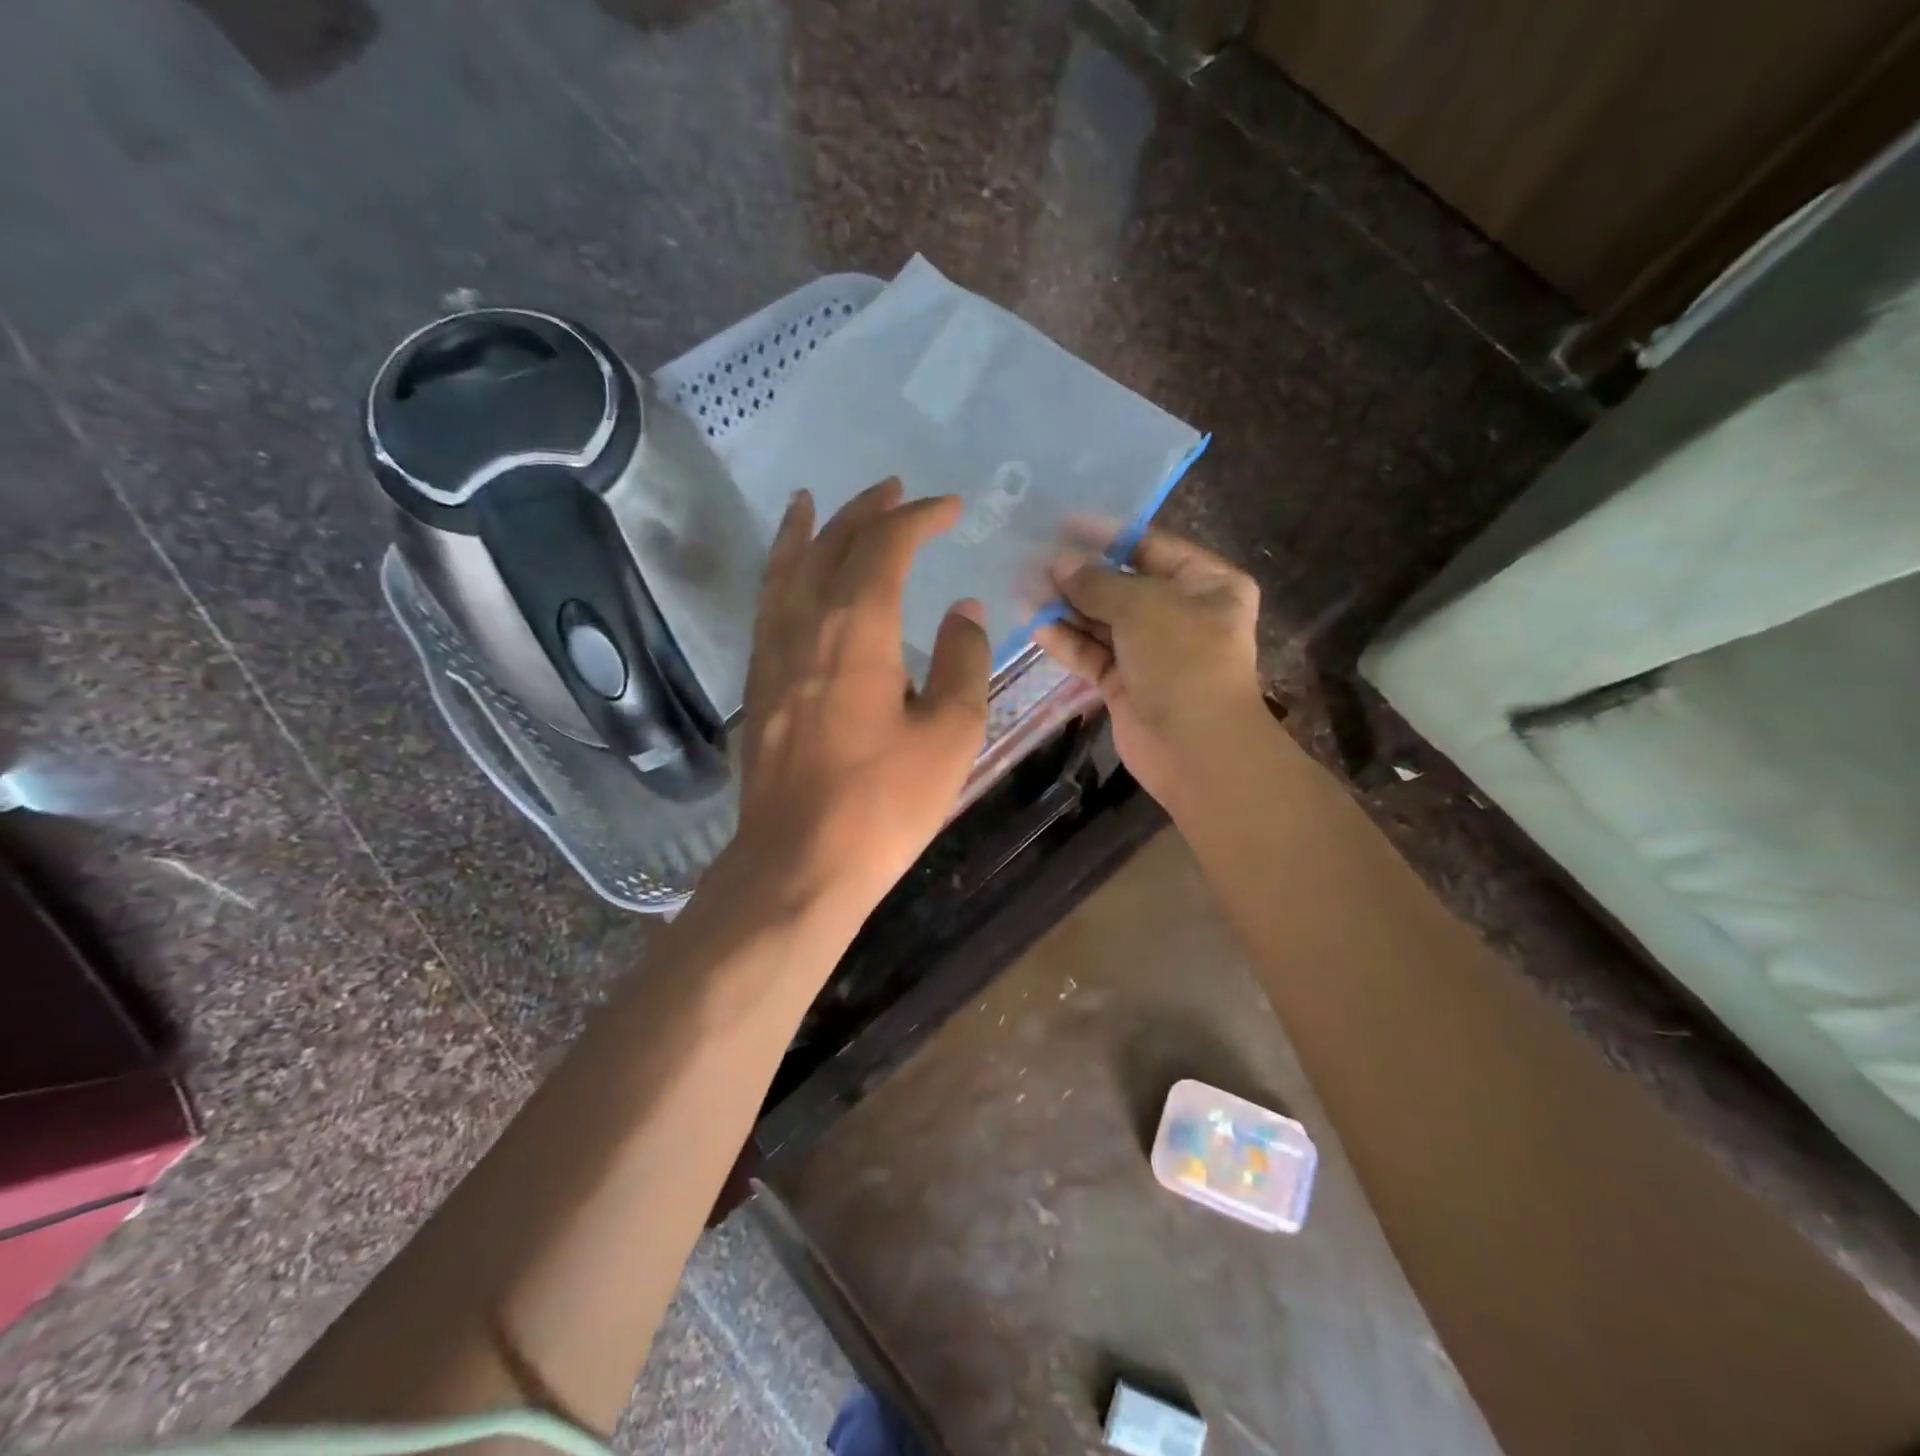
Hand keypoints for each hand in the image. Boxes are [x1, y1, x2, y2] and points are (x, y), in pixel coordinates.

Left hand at [730, 479, 990, 920]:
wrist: (800, 862)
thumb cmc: (884, 803)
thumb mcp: (950, 733)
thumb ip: (962, 661)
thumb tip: (963, 610)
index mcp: (858, 630)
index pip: (886, 547)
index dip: (919, 518)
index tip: (950, 509)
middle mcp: (807, 624)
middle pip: (833, 545)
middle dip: (868, 512)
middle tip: (897, 491)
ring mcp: (773, 652)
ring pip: (788, 568)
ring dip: (811, 529)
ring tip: (818, 500)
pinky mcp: (759, 682)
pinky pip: (767, 604)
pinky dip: (778, 571)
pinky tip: (786, 570)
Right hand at [1034, 528, 1265, 809]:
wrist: (1195, 748)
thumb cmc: (1183, 660)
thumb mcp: (1143, 606)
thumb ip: (1097, 582)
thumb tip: (1059, 562)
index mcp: (1206, 584)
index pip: (1150, 546)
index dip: (1106, 535)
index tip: (1062, 523)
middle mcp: (1181, 613)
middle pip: (1122, 584)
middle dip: (1079, 574)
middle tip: (1032, 559)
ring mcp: (1152, 651)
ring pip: (1102, 620)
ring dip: (1066, 606)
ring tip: (1024, 588)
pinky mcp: (1125, 682)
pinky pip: (1092, 653)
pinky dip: (1066, 640)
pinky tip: (1035, 624)